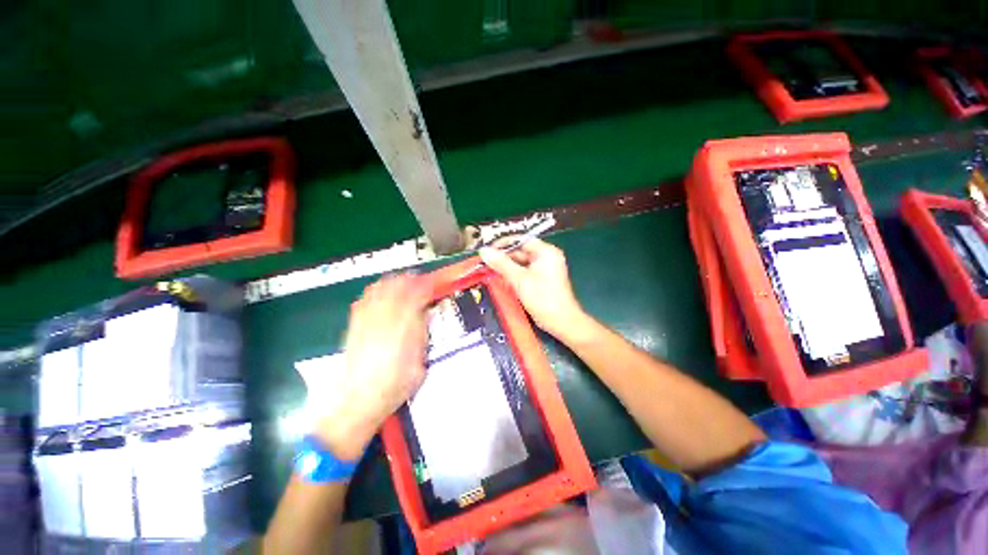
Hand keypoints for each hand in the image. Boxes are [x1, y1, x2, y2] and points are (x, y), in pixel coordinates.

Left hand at [315, 274, 431, 459]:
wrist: (358, 401)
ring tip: (398, 281)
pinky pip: (362, 302)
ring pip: (377, 292)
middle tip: (416, 278)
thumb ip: (422, 336)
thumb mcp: (419, 364)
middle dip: (407, 280)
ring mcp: (366, 323)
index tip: (429, 284)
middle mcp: (384, 322)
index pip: (415, 298)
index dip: (423, 287)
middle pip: (395, 290)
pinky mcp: (353, 328)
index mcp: (404, 331)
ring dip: (390, 283)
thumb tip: (425, 315)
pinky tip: (377, 292)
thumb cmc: (394, 386)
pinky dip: (372, 292)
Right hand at [479, 237, 591, 343]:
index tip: (488, 250)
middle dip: (503, 257)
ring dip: (506, 267)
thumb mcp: (519, 279)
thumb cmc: (543, 298)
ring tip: (489, 270)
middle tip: (485, 263)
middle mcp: (546, 257)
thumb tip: (484, 251)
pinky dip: (513, 275)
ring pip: (521, 263)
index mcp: (546, 252)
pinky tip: (501, 279)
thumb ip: (501, 264)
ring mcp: (544, 269)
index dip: (503, 244)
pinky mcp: (541, 280)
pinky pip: (524, 272)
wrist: (561, 322)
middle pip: (521, 251)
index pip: (521, 240)